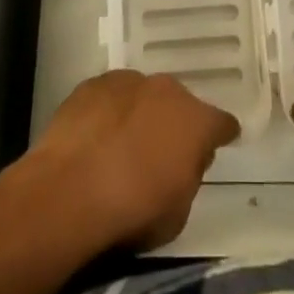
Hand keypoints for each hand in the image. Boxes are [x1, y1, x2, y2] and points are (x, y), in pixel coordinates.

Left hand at [23, 70, 239, 250]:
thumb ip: (189, 177)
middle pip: (179, 105)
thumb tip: (185, 161)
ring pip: (143, 96)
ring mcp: (129, 80)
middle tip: (161, 152)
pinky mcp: (94, 83)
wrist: (71, 189)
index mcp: (196, 121)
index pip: (221, 123)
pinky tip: (96, 137)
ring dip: (139, 115)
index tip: (221, 142)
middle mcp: (168, 90)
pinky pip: (111, 97)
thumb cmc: (133, 209)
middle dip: (174, 123)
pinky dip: (109, 113)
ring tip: (123, 145)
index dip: (221, 134)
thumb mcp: (178, 213)